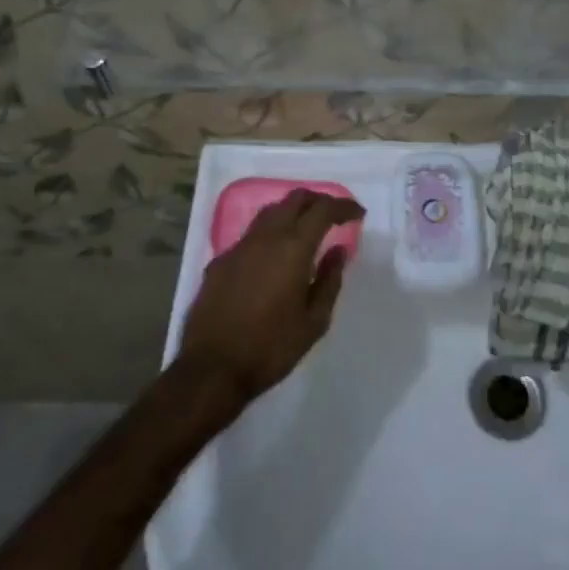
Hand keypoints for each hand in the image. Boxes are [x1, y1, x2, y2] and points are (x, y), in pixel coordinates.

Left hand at [178, 189, 360, 405]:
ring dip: (292, 212)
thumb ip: (330, 281)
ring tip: (306, 230)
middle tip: (334, 216)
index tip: (358, 214)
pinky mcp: (220, 261)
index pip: (322, 209)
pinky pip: (251, 235)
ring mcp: (239, 247)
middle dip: (318, 201)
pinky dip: (270, 234)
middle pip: (294, 199)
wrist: (211, 370)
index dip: (343, 206)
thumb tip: (339, 251)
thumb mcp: (314, 321)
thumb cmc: (270, 348)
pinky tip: (274, 257)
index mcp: (293, 247)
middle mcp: (265, 237)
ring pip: (270, 212)